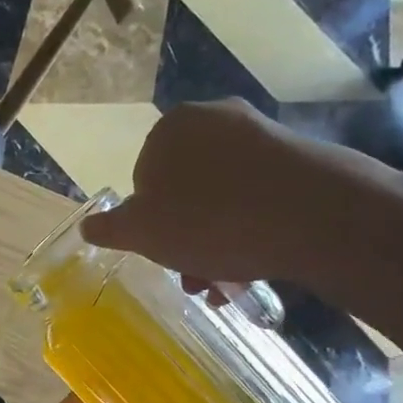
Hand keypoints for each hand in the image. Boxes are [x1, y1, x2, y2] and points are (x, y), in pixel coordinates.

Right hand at [79, 99, 402, 291]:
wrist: (314, 216)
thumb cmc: (210, 221)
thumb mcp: (143, 233)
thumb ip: (111, 228)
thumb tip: (89, 226)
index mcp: (170, 128)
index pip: (143, 181)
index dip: (149, 223)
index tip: (164, 253)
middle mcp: (214, 120)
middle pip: (184, 190)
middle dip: (185, 238)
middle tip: (194, 277)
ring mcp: (261, 135)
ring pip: (221, 198)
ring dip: (215, 242)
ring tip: (225, 283)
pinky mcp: (298, 157)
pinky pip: (257, 197)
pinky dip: (250, 227)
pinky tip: (255, 263)